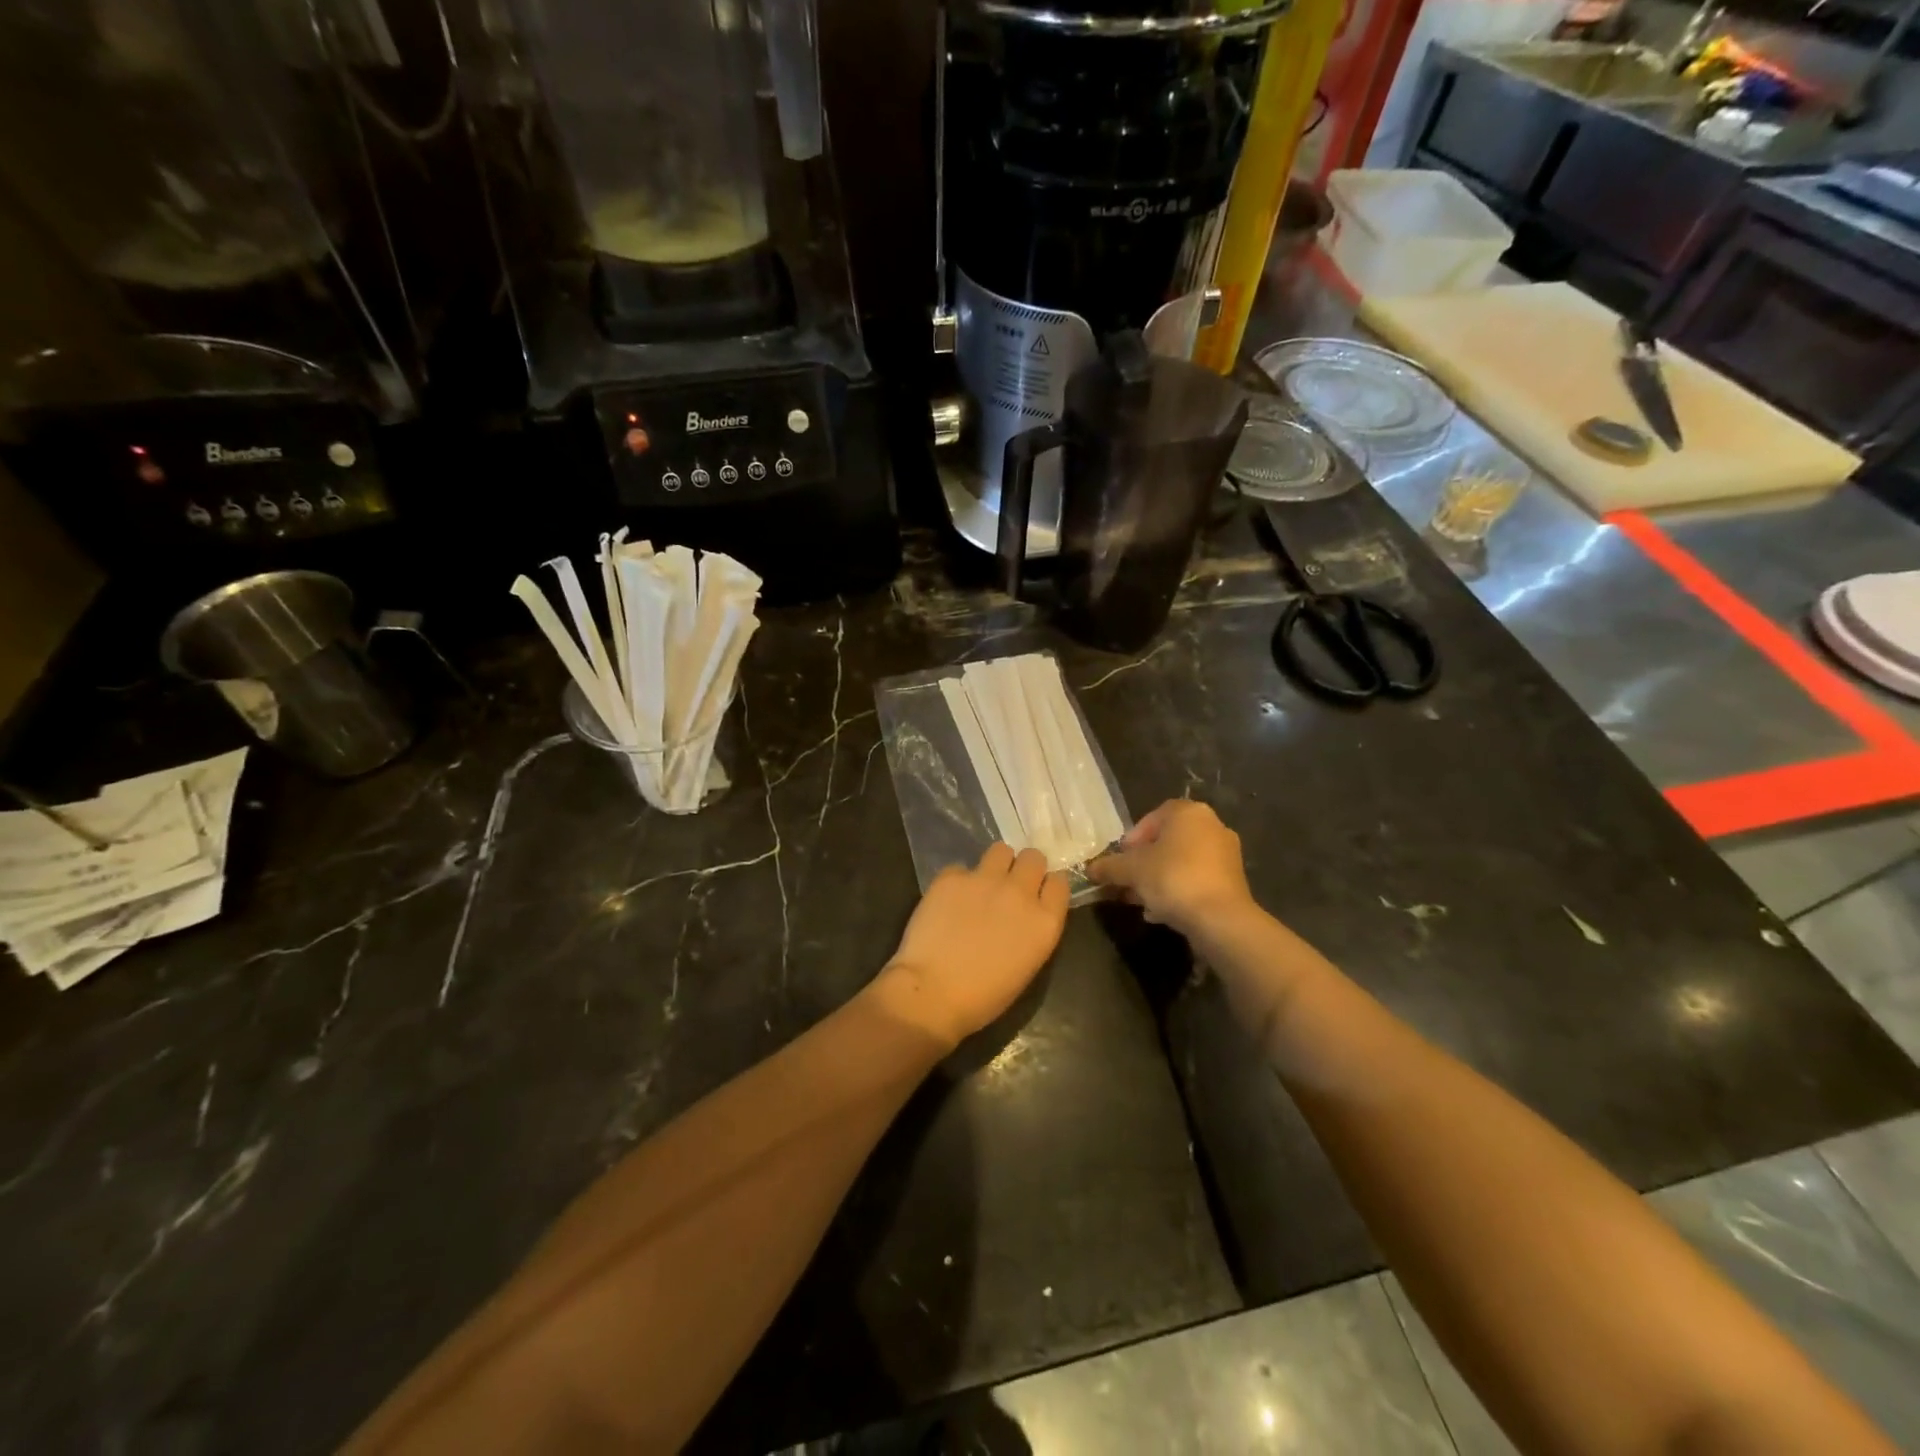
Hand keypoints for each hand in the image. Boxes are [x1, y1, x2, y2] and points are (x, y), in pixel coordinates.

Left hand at [877, 844, 1069, 1047]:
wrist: (931, 992)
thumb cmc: (982, 997)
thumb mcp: (1025, 967)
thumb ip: (1031, 931)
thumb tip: (1023, 916)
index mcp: (1044, 922)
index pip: (1059, 883)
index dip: (1047, 886)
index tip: (1038, 894)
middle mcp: (1020, 893)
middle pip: (1033, 858)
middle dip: (1024, 868)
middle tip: (1010, 886)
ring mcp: (985, 880)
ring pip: (1001, 850)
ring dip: (996, 864)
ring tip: (982, 884)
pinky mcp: (951, 877)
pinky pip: (961, 868)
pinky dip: (958, 881)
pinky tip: (948, 902)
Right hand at [1087, 799, 1253, 935]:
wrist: (1220, 919)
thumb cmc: (1173, 879)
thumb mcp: (1131, 870)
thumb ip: (1109, 866)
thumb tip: (1090, 869)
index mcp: (1189, 813)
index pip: (1154, 817)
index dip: (1133, 838)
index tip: (1121, 859)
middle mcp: (1212, 826)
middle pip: (1167, 842)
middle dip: (1144, 863)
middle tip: (1127, 881)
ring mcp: (1226, 854)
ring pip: (1181, 863)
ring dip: (1158, 879)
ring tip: (1140, 901)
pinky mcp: (1233, 882)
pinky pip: (1196, 880)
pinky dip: (1178, 892)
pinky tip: (1161, 913)